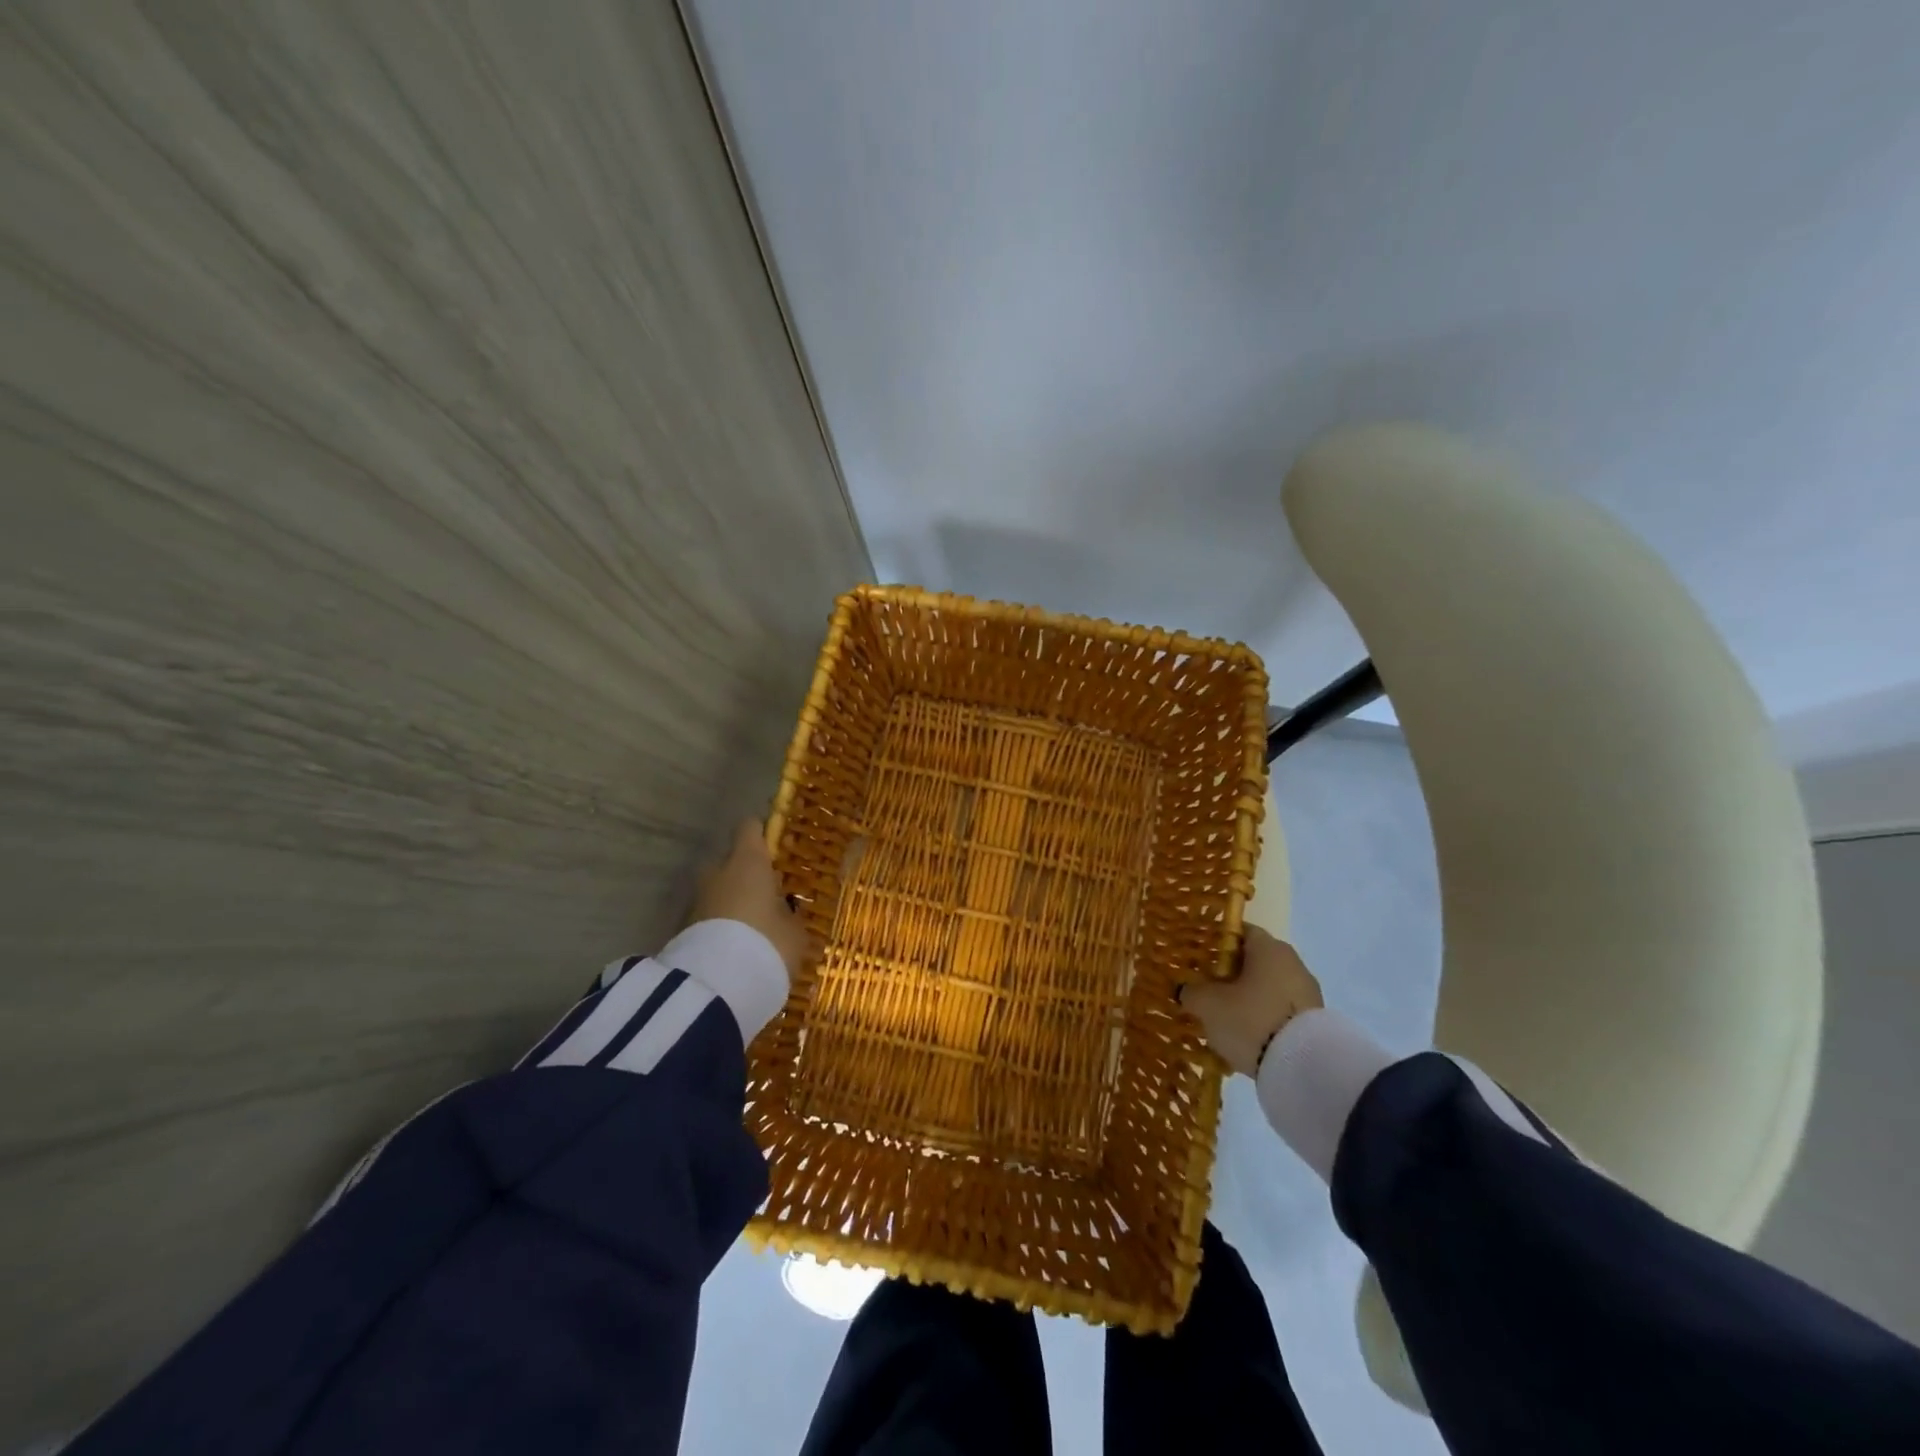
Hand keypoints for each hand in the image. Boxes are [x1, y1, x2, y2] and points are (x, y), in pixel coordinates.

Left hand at [691, 819, 807, 982]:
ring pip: (719, 892)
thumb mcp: (795, 932)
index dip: (762, 834)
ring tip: (754, 929)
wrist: (717, 986)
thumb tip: (787, 915)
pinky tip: (739, 947)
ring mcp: (697, 900)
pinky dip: (722, 927)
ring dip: (733, 904)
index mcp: (748, 861)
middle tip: (768, 897)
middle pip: (731, 862)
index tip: (775, 845)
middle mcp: (718, 872)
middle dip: (746, 876)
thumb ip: (790, 917)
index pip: (750, 828)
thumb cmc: (768, 943)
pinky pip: (710, 919)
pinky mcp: (684, 929)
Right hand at [1180, 925, 1323, 1076]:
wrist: (1303, 1069)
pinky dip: (1263, 1018)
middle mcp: (1292, 963)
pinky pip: (1279, 1011)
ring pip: (1267, 988)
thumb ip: (1191, 991)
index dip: (1215, 942)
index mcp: (1268, 948)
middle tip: (1206, 990)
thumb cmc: (1251, 1020)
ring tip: (1224, 1019)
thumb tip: (1186, 990)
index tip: (1198, 959)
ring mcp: (1308, 993)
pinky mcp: (1314, 1022)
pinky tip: (1247, 1037)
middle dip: (1229, 974)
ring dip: (1246, 998)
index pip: (1239, 931)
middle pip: (1253, 961)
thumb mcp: (1208, 1005)